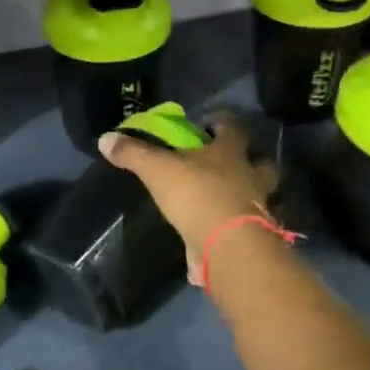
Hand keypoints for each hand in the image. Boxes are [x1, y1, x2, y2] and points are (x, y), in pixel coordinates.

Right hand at [99, 112, 279, 282]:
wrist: (227, 246)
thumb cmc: (196, 195)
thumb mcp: (157, 170)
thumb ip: (134, 153)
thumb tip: (105, 138)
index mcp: (230, 153)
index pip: (233, 127)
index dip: (222, 122)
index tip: (209, 123)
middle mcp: (250, 176)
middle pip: (261, 162)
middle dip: (251, 161)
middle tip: (231, 163)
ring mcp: (257, 208)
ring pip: (263, 196)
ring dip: (250, 195)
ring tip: (230, 199)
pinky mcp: (254, 238)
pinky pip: (250, 229)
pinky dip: (239, 230)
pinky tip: (224, 235)